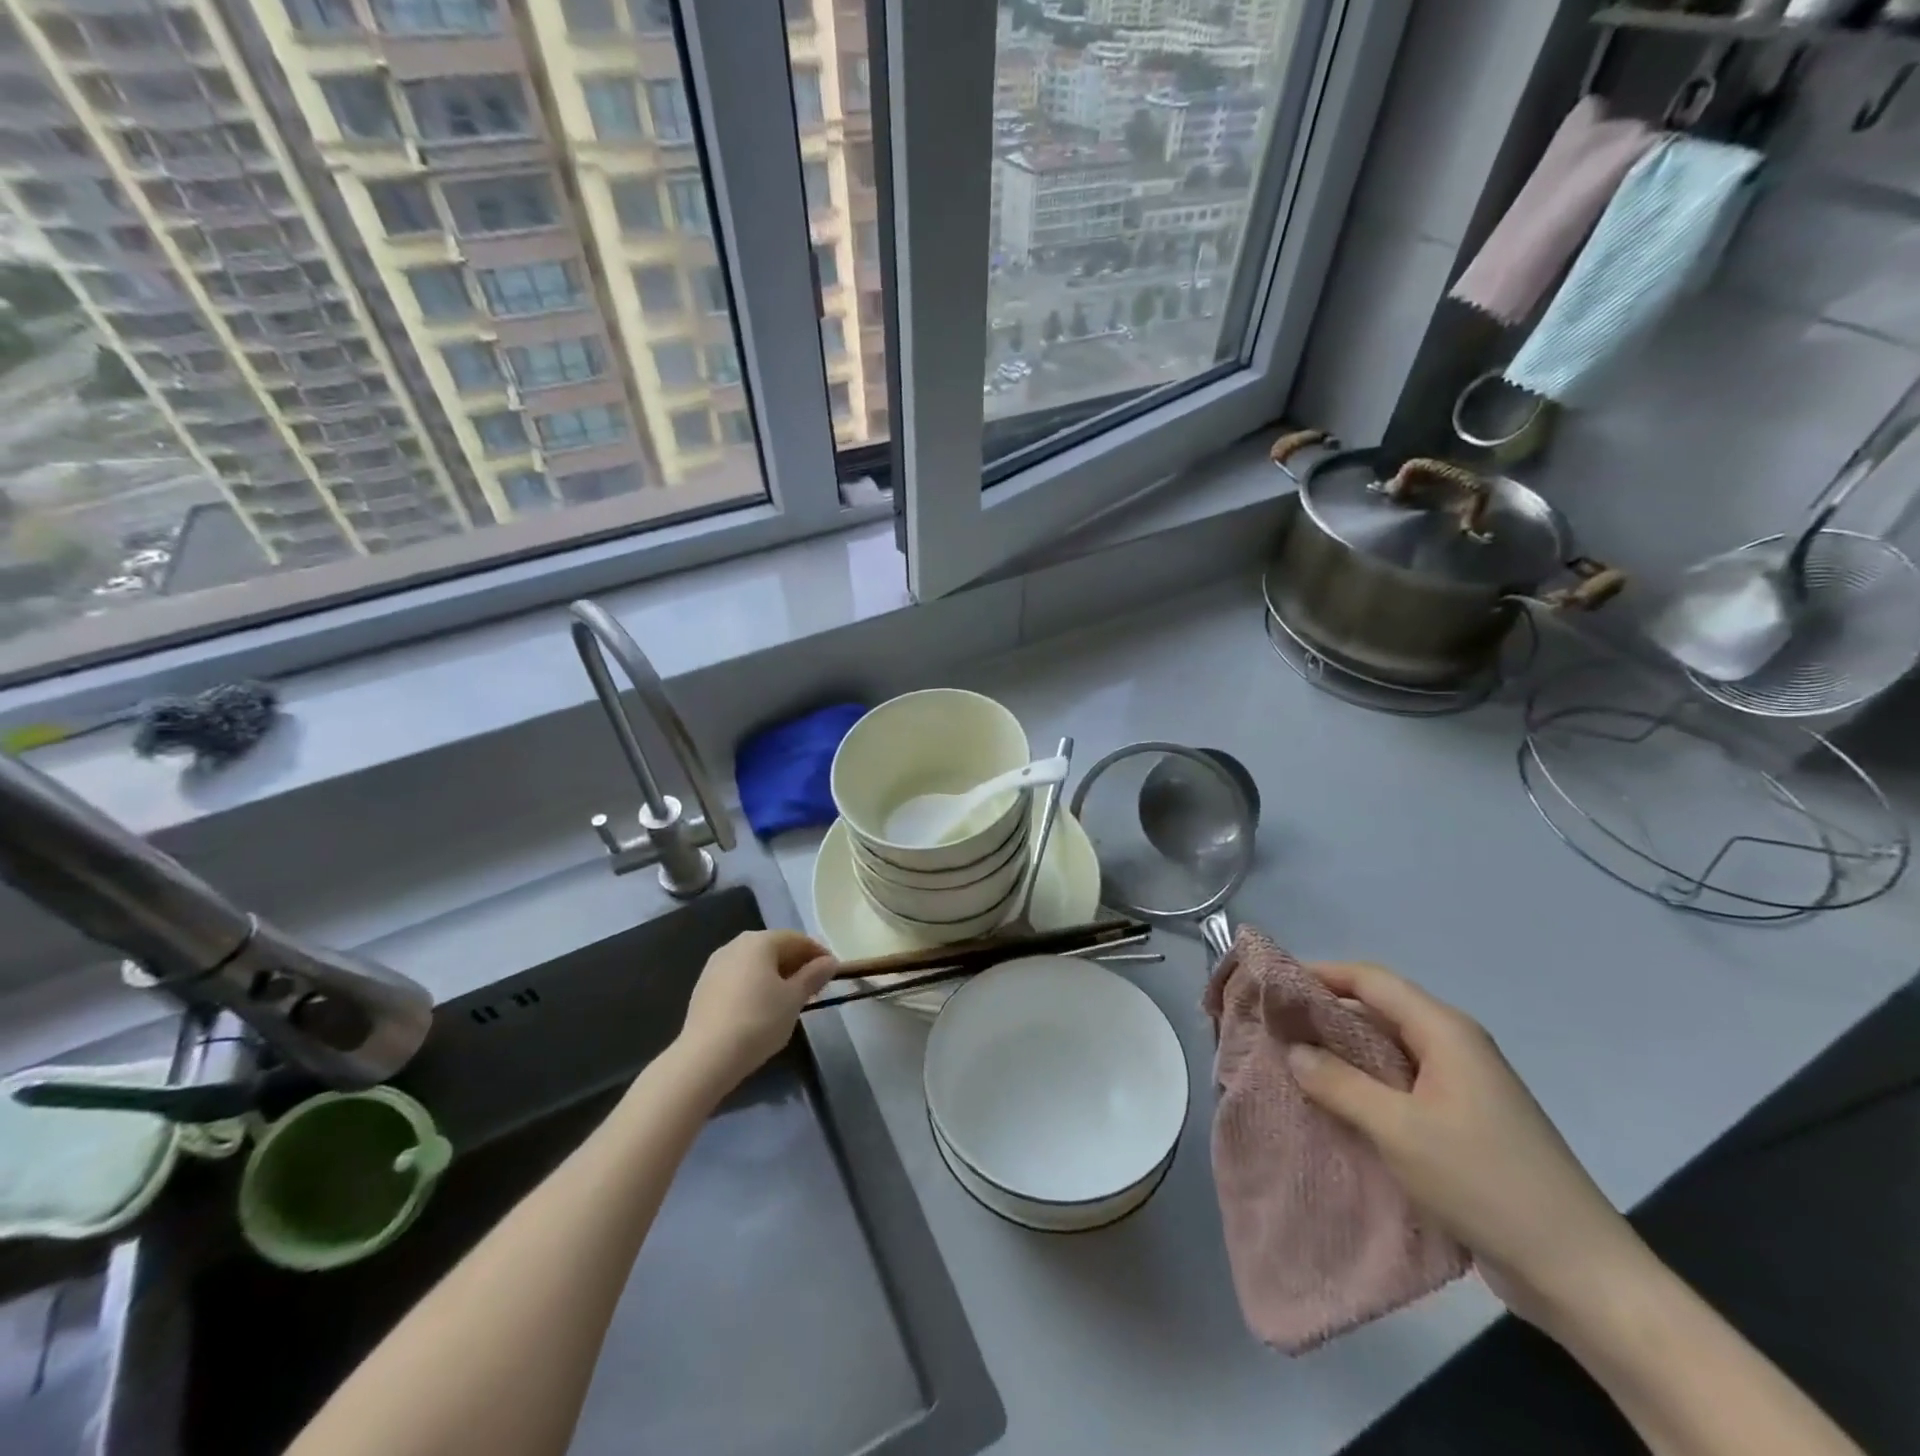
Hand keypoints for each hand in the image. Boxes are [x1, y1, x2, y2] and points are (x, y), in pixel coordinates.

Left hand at [675, 930, 836, 1092]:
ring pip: (755, 964)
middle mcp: (736, 945)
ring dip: (776, 976)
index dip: (818, 955)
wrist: (706, 1057)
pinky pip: (739, 978)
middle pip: (775, 948)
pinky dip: (756, 986)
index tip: (833, 974)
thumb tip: (829, 962)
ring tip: (790, 1000)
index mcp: (760, 941)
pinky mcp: (704, 987)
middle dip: (797, 965)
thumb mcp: (794, 999)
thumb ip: (813, 976)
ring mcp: (716, 965)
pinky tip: (762, 1008)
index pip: (797, 940)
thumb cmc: (759, 1021)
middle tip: (814, 988)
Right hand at [1286, 961, 1648, 1334]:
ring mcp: (1461, 1086)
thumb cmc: (1485, 1182)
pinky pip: (1401, 1086)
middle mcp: (1453, 1046)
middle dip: (1324, 1014)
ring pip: (1387, 1051)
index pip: (1370, 980)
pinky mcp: (1462, 1121)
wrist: (1579, 1273)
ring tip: (1292, 1064)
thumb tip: (1293, 1049)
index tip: (1272, 985)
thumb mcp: (1399, 1130)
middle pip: (1378, 1011)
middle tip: (1273, 1027)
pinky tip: (1335, 1105)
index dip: (1319, 974)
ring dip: (1342, 1054)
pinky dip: (1364, 1086)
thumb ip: (1338, 1083)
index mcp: (1444, 1031)